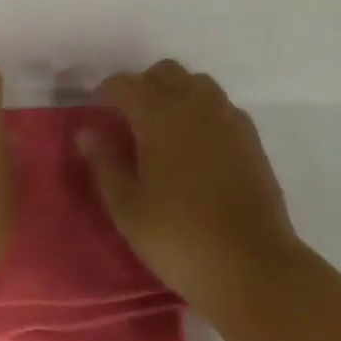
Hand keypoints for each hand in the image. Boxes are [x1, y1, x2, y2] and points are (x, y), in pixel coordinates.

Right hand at [82, 60, 299, 311]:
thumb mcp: (127, 207)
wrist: (253, 268)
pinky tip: (198, 145)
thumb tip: (87, 132)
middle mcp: (196, 106)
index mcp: (160, 116)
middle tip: (130, 117)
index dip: (107, 91)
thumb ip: (105, 163)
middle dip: (144, 85)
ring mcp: (229, 120)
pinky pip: (222, 107)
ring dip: (177, 93)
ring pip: (198, 84)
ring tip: (165, 128)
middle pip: (166, 72)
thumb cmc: (179, 238)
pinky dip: (204, 112)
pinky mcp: (252, 140)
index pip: (126, 84)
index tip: (97, 109)